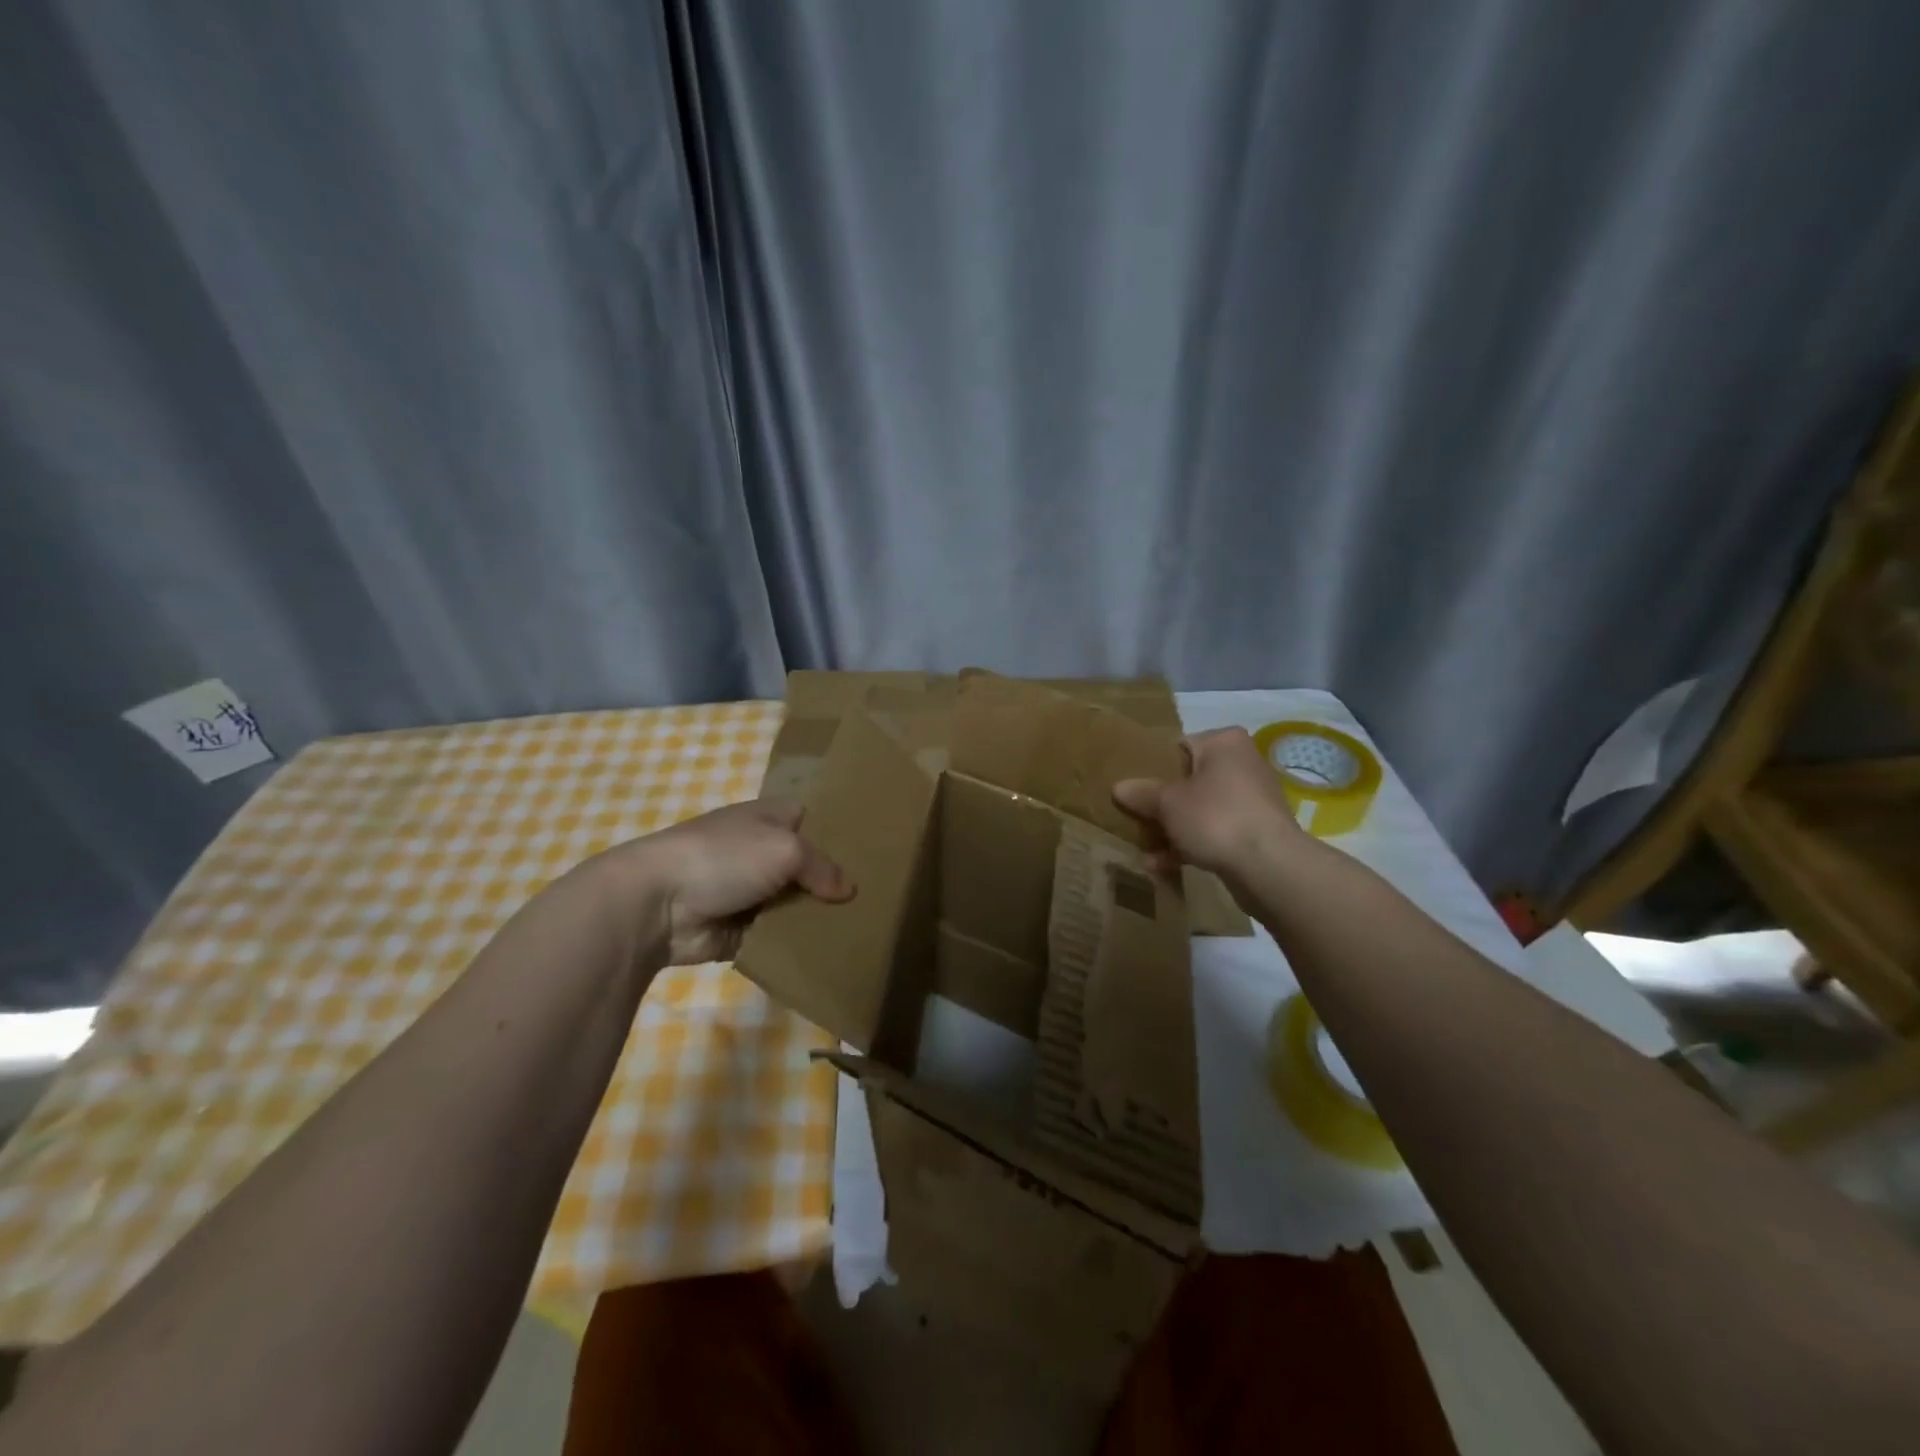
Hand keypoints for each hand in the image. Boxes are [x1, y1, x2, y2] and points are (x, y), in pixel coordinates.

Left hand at [595, 800, 853, 964]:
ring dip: (818, 917)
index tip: (876, 851)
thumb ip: (822, 867)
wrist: (655, 903)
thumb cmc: (723, 857)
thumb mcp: (784, 849)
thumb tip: (849, 890)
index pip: (815, 818)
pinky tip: (832, 952)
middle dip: (836, 882)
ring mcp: (751, 892)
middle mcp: (763, 851)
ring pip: (797, 904)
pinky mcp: (741, 930)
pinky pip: (778, 936)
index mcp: (770, 817)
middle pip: (810, 866)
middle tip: (879, 899)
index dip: (842, 831)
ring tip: (864, 929)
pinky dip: (796, 944)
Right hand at [1112, 727, 1305, 879]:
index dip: (1152, 766)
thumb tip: (1118, 787)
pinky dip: (1192, 845)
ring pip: (1201, 808)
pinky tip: (1164, 865)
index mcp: (1224, 742)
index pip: (1179, 745)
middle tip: (1136, 817)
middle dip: (1162, 803)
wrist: (1270, 866)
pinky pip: (1215, 831)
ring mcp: (1253, 799)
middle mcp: (1243, 763)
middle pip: (1189, 780)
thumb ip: (1141, 793)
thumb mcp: (1167, 803)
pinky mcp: (1257, 830)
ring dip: (1173, 828)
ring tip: (1146, 847)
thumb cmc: (1216, 817)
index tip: (1133, 787)